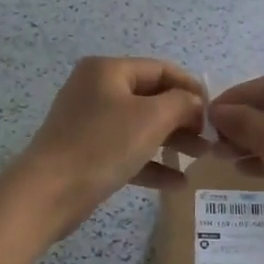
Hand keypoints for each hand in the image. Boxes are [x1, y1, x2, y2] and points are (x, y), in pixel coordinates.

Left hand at [11, 57, 206, 237]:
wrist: (48, 193)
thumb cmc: (103, 145)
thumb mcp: (151, 118)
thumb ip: (182, 104)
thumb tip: (195, 104)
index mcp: (108, 70)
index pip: (161, 70)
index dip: (191, 88)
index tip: (215, 111)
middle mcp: (97, 89)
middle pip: (152, 98)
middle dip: (184, 118)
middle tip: (210, 138)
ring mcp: (90, 122)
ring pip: (141, 126)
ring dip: (172, 141)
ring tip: (200, 159)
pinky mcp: (87, 152)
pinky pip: (127, 151)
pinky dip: (152, 163)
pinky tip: (177, 183)